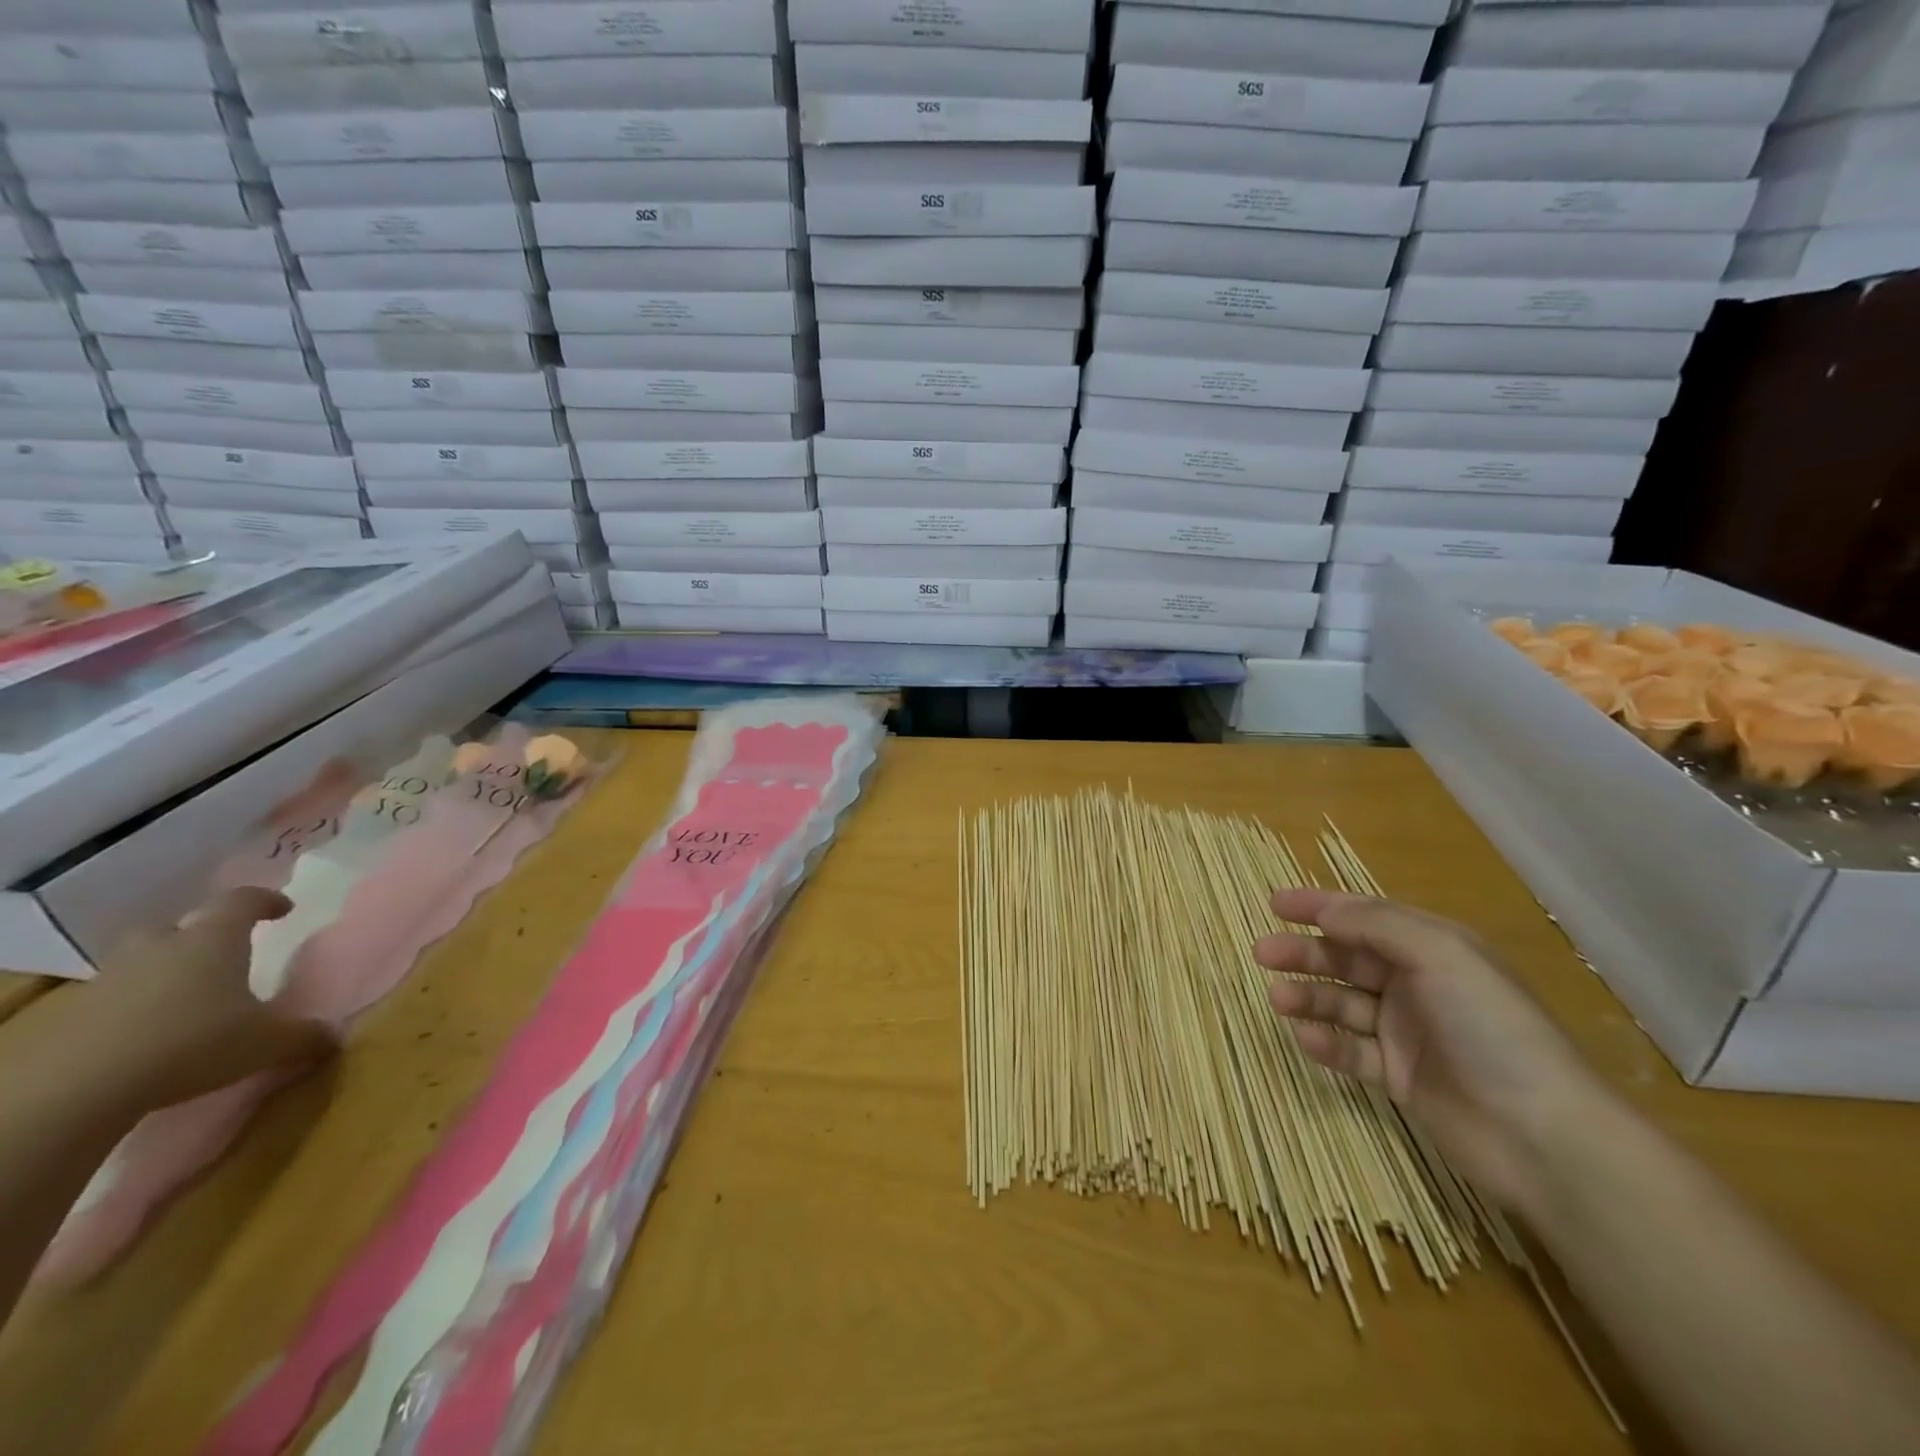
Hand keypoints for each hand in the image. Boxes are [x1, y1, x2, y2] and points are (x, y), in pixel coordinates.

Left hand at [83, 887, 336, 1110]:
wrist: (78, 1089)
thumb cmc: (194, 1043)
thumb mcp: (268, 1043)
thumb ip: (305, 1036)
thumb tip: (333, 1036)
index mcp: (214, 940)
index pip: (242, 901)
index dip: (265, 900)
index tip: (283, 910)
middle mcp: (162, 947)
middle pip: (177, 926)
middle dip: (197, 935)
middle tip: (219, 955)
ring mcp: (112, 979)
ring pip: (141, 961)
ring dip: (162, 972)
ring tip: (186, 998)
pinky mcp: (75, 1015)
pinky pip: (114, 999)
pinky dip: (134, 1008)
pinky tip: (151, 1035)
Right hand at [1256, 888, 1611, 1214]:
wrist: (1542, 1135)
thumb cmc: (1492, 1028)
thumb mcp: (1440, 955)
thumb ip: (1377, 926)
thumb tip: (1326, 911)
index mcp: (1434, 949)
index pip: (1366, 917)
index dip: (1320, 906)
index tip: (1274, 903)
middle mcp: (1418, 984)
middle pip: (1347, 959)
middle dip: (1304, 953)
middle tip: (1262, 953)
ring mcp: (1407, 1032)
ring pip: (1342, 1003)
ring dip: (1309, 997)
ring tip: (1277, 1000)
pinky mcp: (1399, 1077)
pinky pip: (1350, 1051)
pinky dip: (1326, 1042)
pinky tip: (1306, 1038)